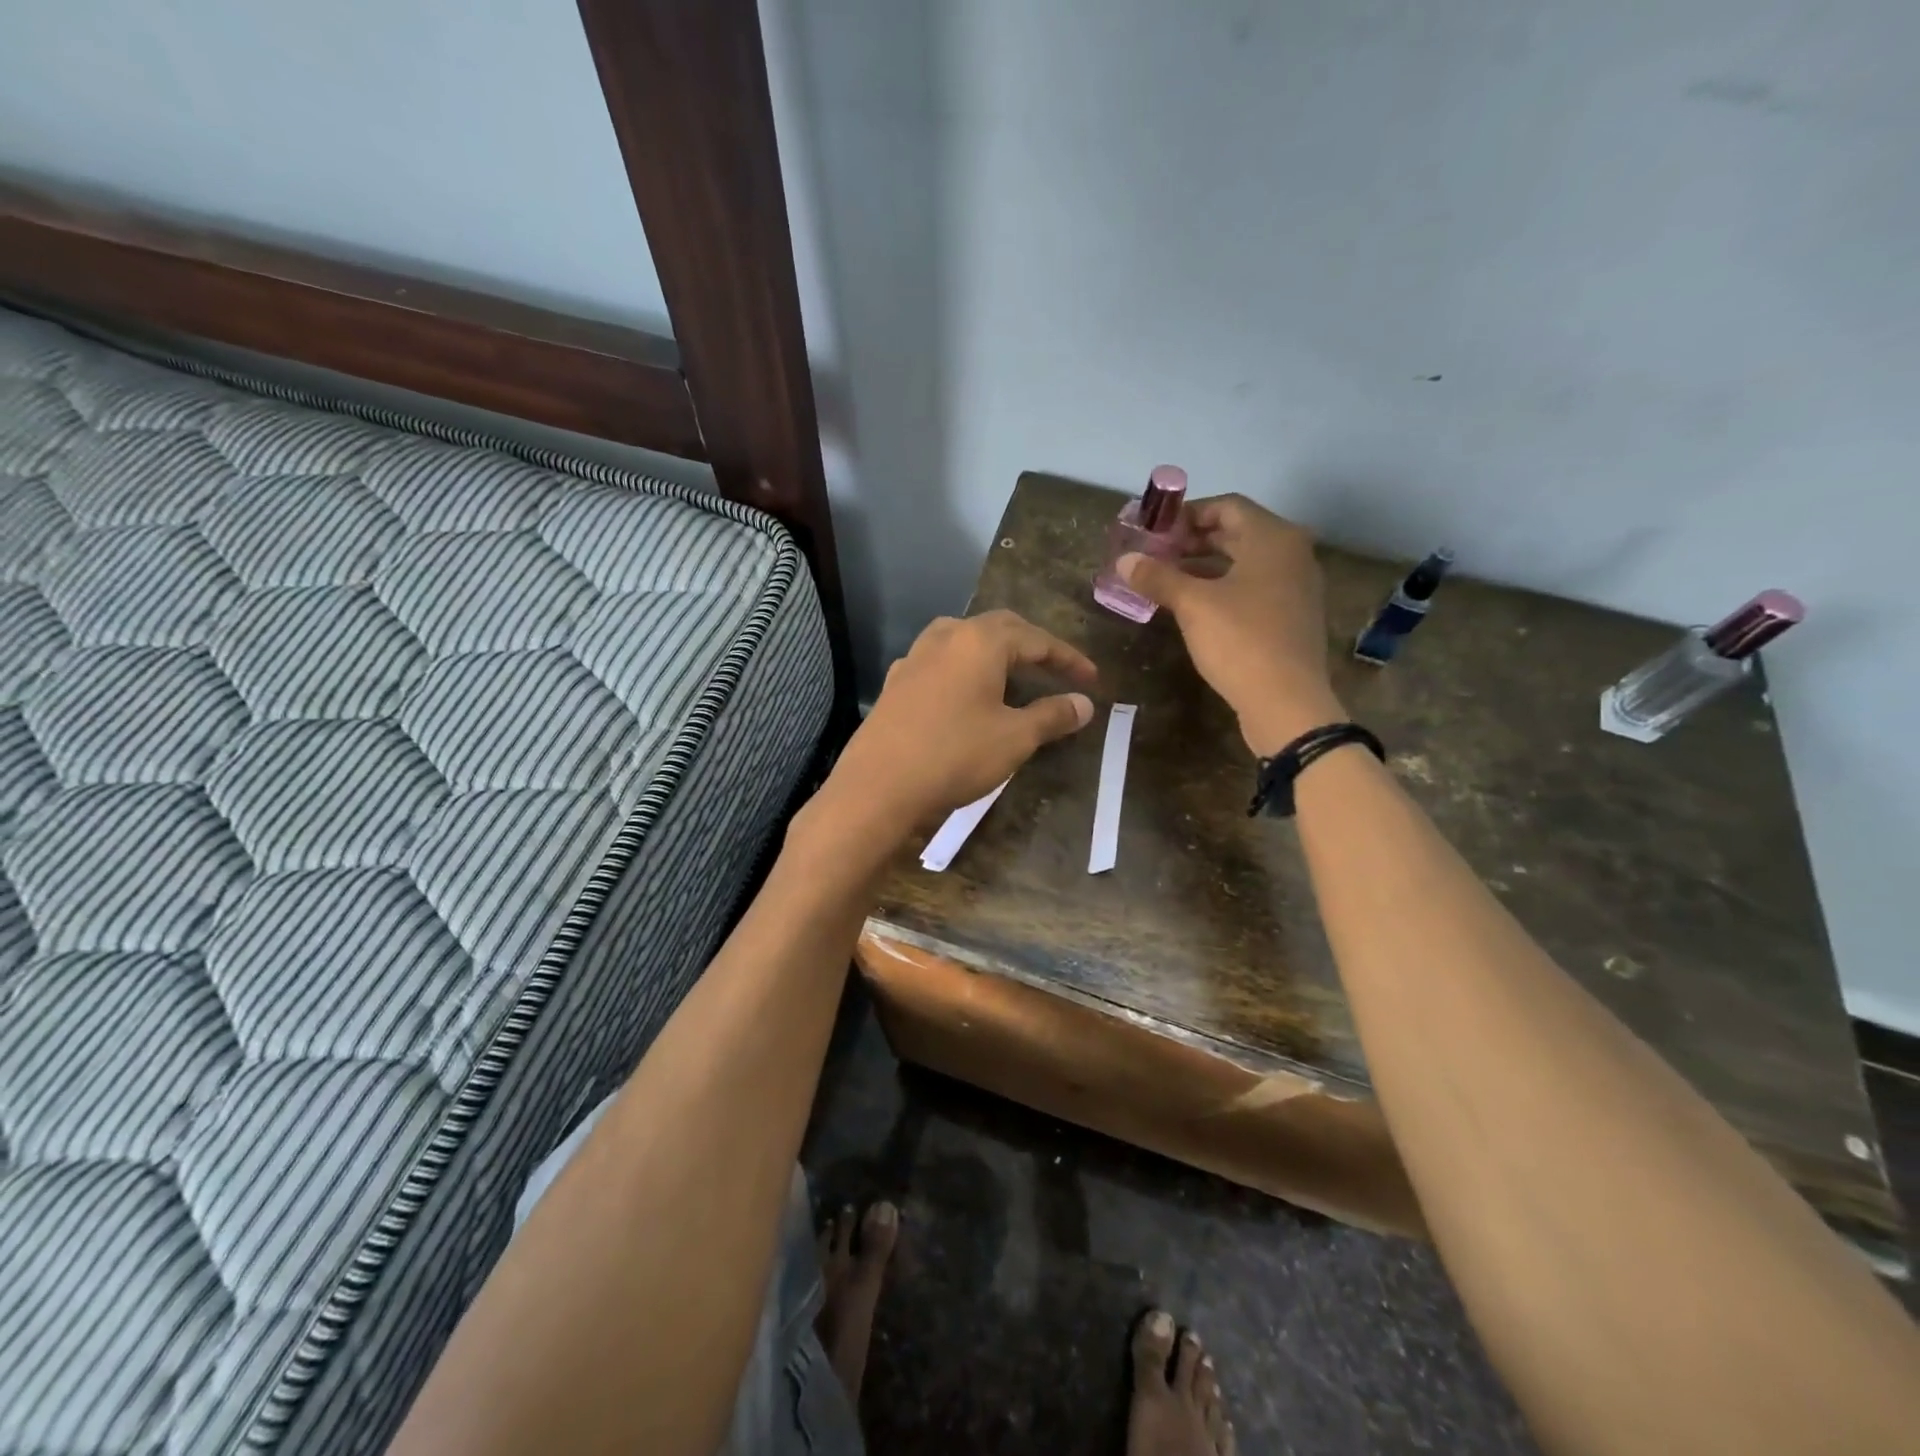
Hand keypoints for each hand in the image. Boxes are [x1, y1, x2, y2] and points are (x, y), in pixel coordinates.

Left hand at [810, 610, 1098, 844]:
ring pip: (964, 639)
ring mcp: (915, 657)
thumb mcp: (1015, 738)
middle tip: (1056, 670)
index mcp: (980, 641)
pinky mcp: (896, 682)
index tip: (1092, 679)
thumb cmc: (955, 755)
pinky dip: (965, 669)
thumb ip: (1053, 716)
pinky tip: (966, 694)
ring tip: (1013, 675)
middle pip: (999, 629)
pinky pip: (940, 662)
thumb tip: (1085, 704)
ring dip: (994, 653)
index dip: (1068, 658)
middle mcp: (946, 637)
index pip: (1036, 639)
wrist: (879, 786)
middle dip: (1032, 647)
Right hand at [1118, 495, 1342, 755]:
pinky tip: (1193, 607)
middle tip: (1155, 554)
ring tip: (1166, 580)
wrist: (1286, 701)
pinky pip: (1253, 587)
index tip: (1155, 530)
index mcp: (1272, 537)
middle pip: (1237, 532)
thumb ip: (1158, 577)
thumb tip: (1124, 560)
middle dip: (1193, 540)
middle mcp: (1291, 553)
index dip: (1188, 513)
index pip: (1227, 505)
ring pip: (1244, 562)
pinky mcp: (1291, 616)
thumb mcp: (1192, 605)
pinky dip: (1223, 587)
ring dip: (1205, 566)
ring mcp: (1296, 586)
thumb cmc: (1240, 641)